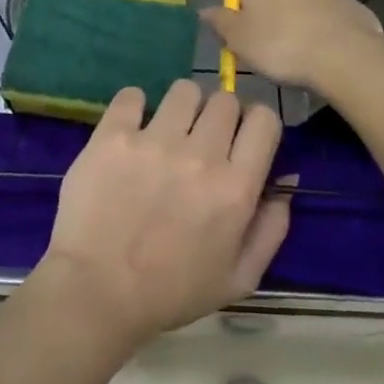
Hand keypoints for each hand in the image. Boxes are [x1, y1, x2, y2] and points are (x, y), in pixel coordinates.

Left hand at [37, 81, 289, 350]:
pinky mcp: (113, 135)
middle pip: (225, 100)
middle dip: (219, 116)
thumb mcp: (238, 278)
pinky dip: (134, 107)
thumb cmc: (171, 292)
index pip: (264, 119)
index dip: (255, 123)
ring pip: (184, 90)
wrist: (96, 293)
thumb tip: (286, 178)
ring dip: (181, 107)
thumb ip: (271, 228)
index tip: (241, 137)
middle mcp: (200, 155)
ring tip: (166, 132)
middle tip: (201, 140)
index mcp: (235, 188)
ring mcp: (154, 141)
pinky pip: (133, 95)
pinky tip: (131, 130)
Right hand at [201, 0, 383, 92]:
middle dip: (268, 14)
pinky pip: (327, 17)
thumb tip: (204, 10)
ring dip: (297, 21)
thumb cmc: (280, 45)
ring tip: (297, 56)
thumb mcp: (238, 40)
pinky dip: (323, 30)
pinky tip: (323, 56)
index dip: (238, 9)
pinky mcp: (349, 3)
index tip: (241, 36)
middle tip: (267, 49)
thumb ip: (220, 22)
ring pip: (301, 3)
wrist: (345, 55)